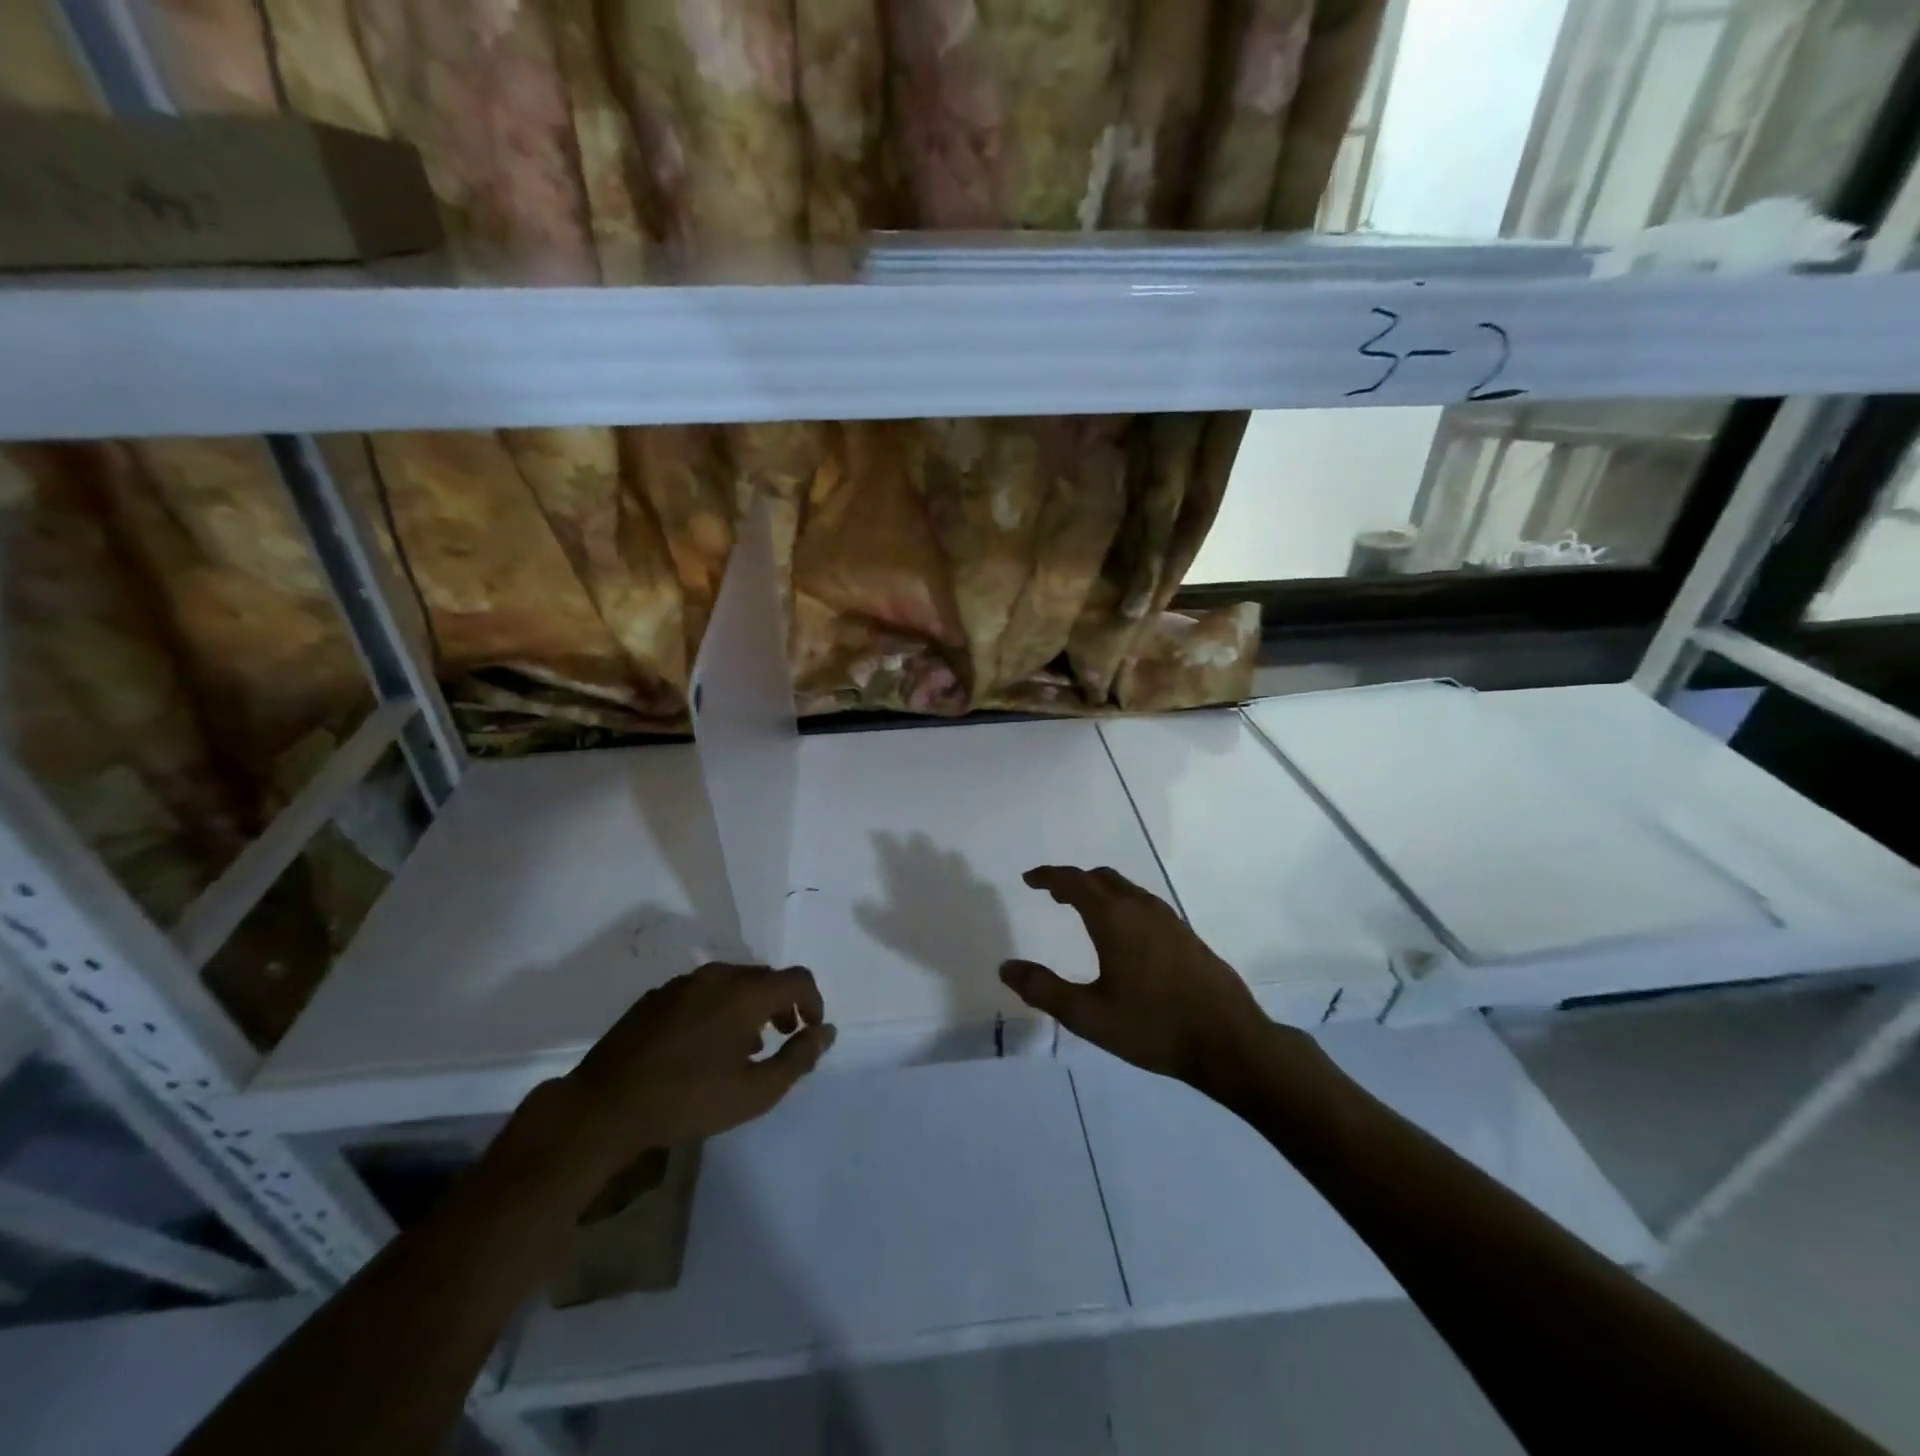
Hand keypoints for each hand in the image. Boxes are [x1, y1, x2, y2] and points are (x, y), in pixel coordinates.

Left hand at [559, 963, 834, 1176]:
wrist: (605, 1107)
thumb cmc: (688, 1100)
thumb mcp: (755, 1092)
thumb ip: (798, 1058)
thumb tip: (826, 1032)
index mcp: (745, 992)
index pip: (797, 979)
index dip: (813, 1002)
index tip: (810, 1032)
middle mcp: (717, 975)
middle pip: (765, 978)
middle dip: (782, 1004)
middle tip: (782, 1038)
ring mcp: (683, 983)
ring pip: (732, 983)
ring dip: (749, 1007)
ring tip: (744, 1047)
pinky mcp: (657, 996)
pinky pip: (702, 992)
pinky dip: (717, 1009)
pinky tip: (704, 1046)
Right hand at [1001, 866, 1291, 1096]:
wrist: (1229, 1041)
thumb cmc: (1153, 1026)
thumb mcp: (1089, 1015)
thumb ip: (1044, 989)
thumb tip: (1006, 967)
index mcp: (1114, 919)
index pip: (1075, 882)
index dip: (1049, 876)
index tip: (1029, 879)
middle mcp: (1141, 908)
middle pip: (1102, 878)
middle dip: (1074, 881)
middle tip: (1053, 894)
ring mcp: (1169, 920)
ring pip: (1126, 889)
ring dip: (1100, 891)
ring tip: (1083, 910)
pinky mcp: (1187, 935)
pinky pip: (1144, 904)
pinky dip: (1122, 904)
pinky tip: (1124, 935)